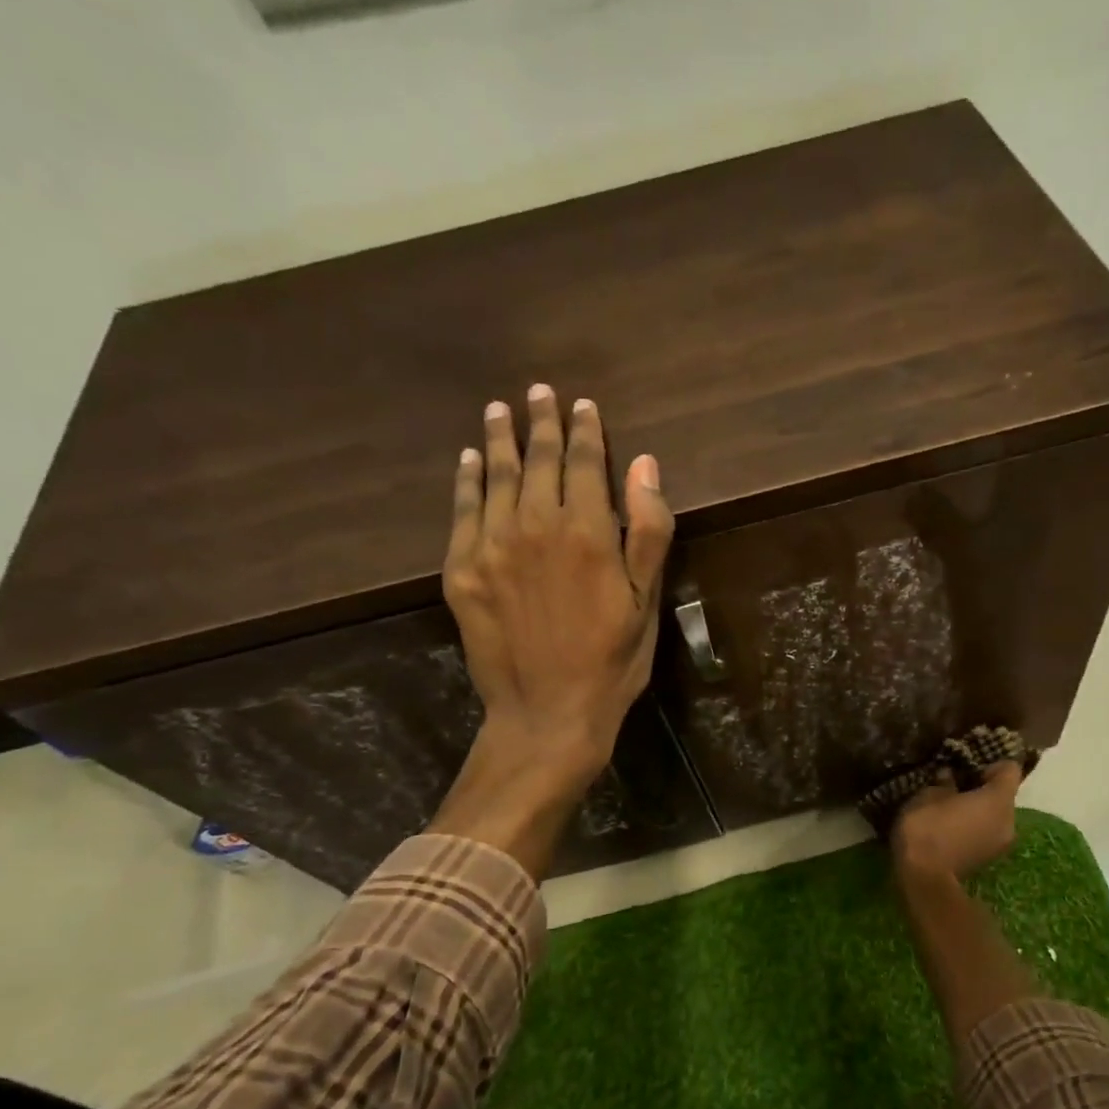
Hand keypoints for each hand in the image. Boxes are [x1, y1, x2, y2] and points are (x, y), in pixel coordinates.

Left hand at [429, 385, 673, 874]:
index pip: (584, 464)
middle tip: (539, 393)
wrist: (547, 715)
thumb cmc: (611, 663)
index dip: (585, 432)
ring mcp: (491, 547)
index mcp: (586, 532)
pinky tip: (471, 460)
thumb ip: (647, 530)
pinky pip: (463, 512)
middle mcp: (534, 527)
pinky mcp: (461, 571)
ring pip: (497, 478)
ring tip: (500, 410)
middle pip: (538, 462)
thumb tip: (644, 465)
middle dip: (541, 423)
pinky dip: (467, 481)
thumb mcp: (647, 602)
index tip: (583, 406)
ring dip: (500, 439)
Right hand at [890, 762, 1022, 881]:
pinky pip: (986, 832)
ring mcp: (1001, 844)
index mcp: (999, 800)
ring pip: (994, 816)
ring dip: (976, 810)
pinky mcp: (988, 860)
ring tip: (949, 808)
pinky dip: (973, 827)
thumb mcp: (928, 795)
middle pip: (1003, 795)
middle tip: (954, 785)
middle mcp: (1010, 821)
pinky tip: (949, 828)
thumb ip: (944, 782)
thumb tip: (950, 775)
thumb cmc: (928, 827)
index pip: (1010, 769)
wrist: (924, 879)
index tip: (966, 766)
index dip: (990, 764)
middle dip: (981, 788)